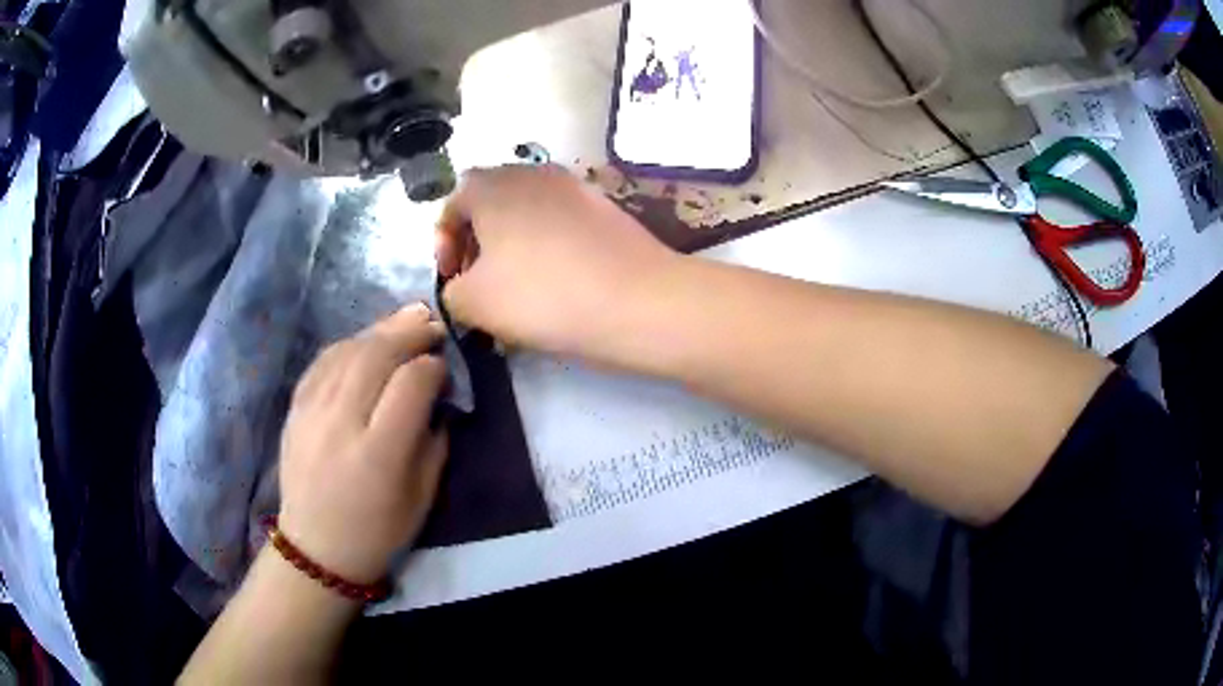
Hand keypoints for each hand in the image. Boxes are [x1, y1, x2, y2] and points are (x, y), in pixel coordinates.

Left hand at [276, 304, 447, 584]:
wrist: (316, 547)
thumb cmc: (378, 531)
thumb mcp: (423, 497)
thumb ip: (435, 441)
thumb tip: (437, 396)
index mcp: (379, 454)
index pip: (411, 384)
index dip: (434, 367)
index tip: (445, 370)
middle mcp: (341, 423)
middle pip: (377, 355)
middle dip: (410, 332)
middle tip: (432, 324)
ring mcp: (312, 411)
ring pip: (348, 350)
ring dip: (381, 331)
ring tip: (405, 322)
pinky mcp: (295, 408)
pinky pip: (323, 360)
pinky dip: (349, 344)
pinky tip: (366, 341)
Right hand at [436, 165, 678, 361]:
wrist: (639, 301)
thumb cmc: (543, 295)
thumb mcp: (474, 302)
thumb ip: (450, 292)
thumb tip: (460, 288)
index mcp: (492, 185)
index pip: (453, 202)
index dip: (443, 242)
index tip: (452, 279)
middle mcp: (532, 173)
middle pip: (489, 203)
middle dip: (476, 243)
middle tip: (478, 283)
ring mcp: (574, 187)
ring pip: (526, 213)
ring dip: (511, 246)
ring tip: (516, 288)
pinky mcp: (605, 208)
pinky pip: (559, 222)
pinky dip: (545, 247)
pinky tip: (555, 284)